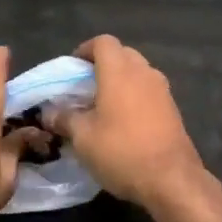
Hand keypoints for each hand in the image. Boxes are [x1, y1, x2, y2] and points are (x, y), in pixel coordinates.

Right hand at [46, 36, 203, 210]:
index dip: (85, 50)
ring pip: (137, 72)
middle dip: (102, 65)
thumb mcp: (83, 137)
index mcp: (119, 70)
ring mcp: (162, 89)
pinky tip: (124, 122)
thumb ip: (64, 118)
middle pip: (122, 54)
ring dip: (120, 81)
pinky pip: (149, 91)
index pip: (103, 42)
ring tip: (103, 106)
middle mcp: (143, 72)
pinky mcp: (172, 109)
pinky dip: (135, 96)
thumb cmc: (121, 151)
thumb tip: (48, 112)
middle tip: (85, 88)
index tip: (72, 69)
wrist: (171, 180)